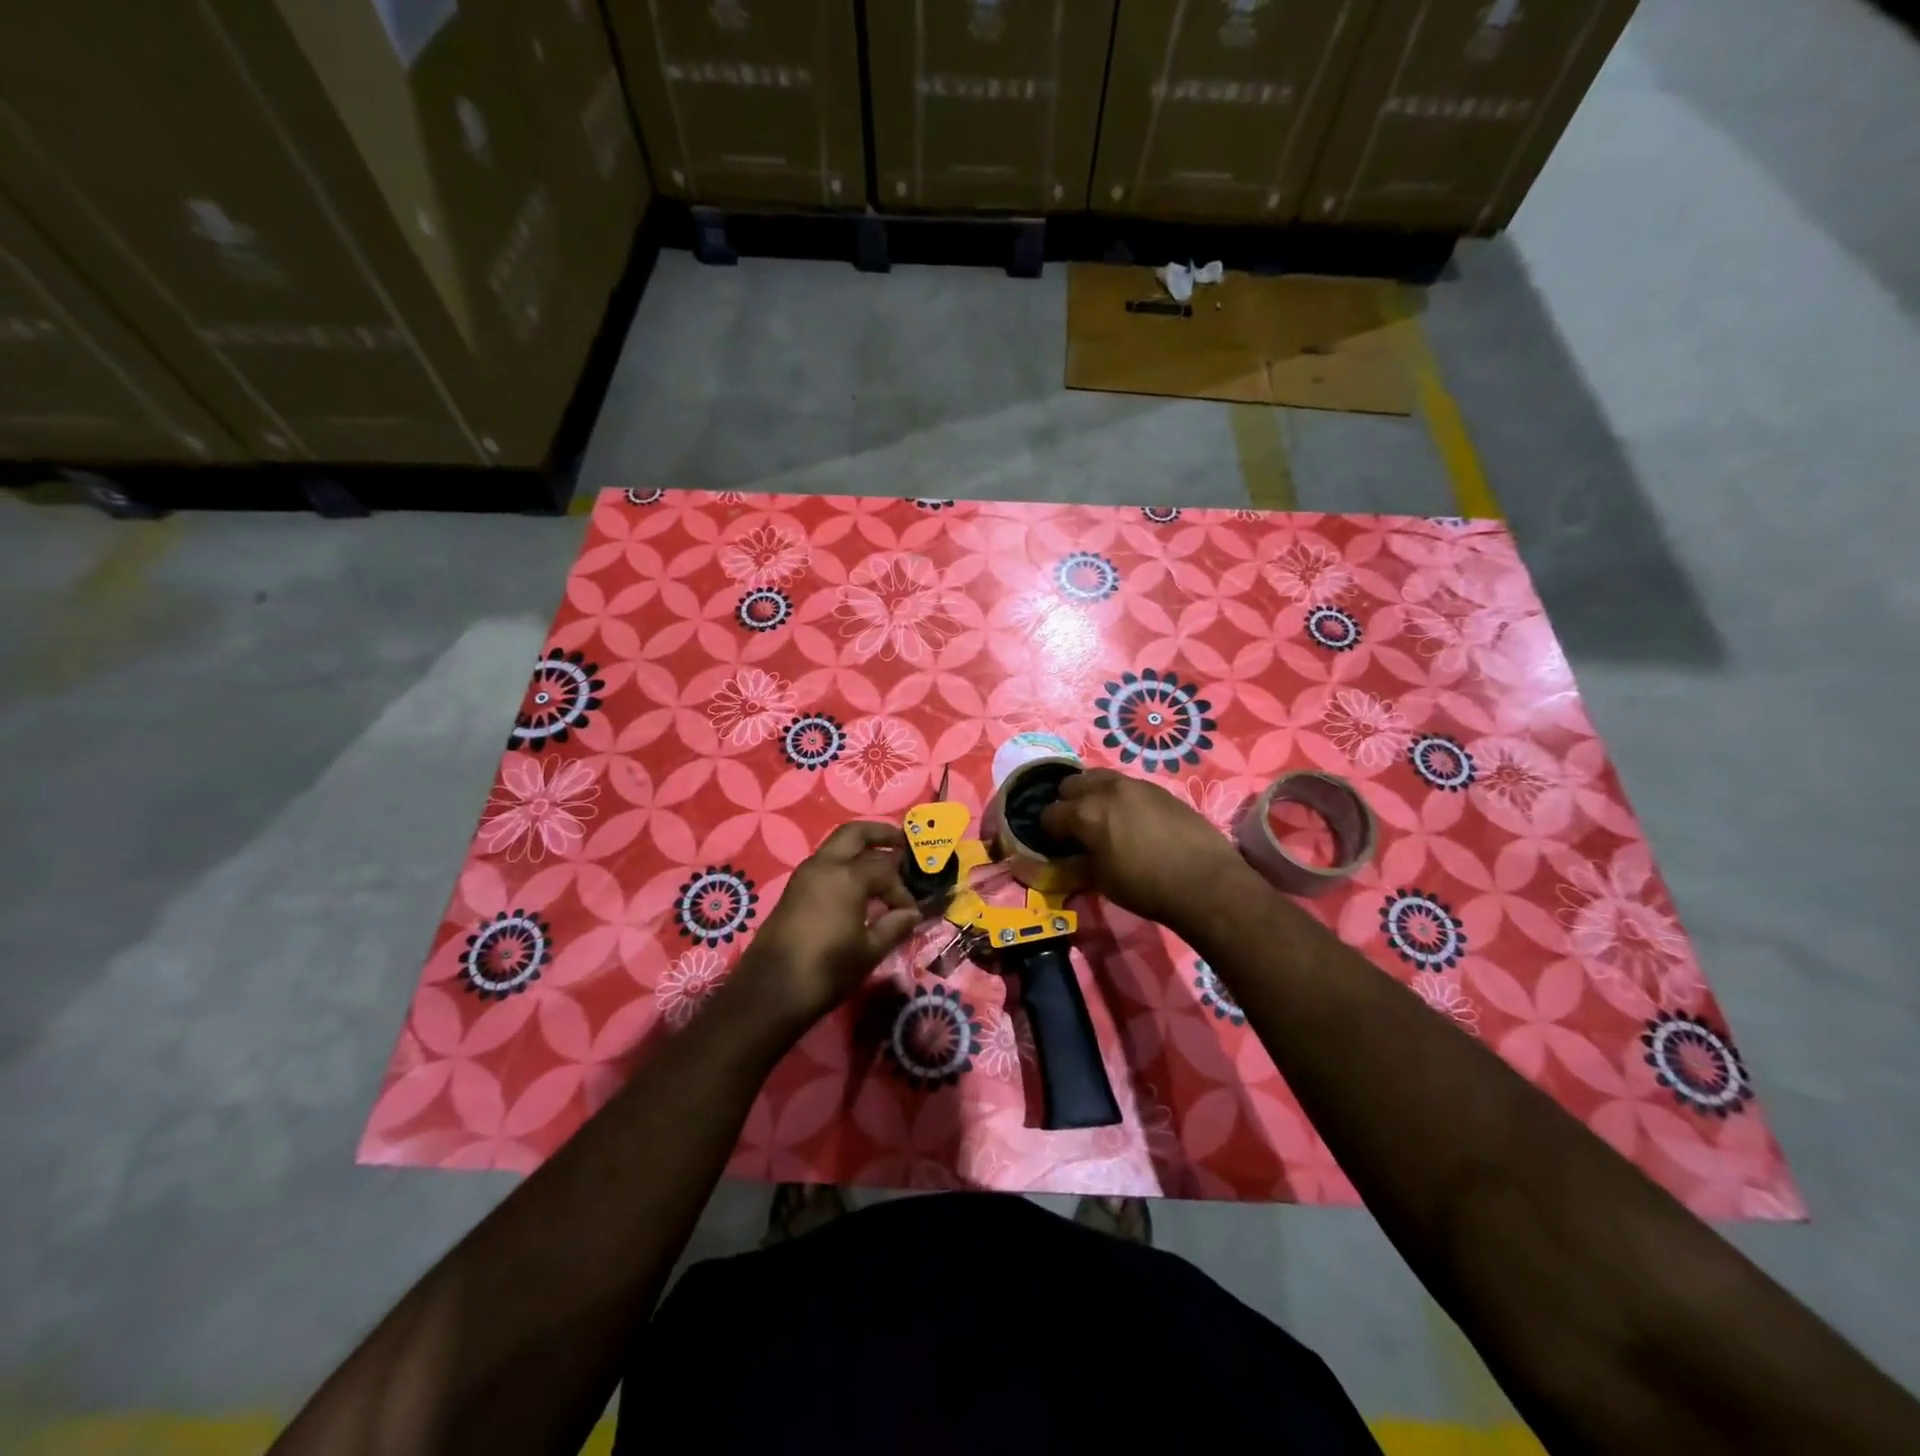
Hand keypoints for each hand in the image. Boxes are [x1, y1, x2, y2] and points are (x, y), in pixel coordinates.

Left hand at [726, 822, 920, 1033]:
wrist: (770, 992)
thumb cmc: (826, 970)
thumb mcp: (869, 951)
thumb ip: (894, 926)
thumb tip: (911, 913)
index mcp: (846, 876)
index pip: (885, 870)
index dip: (902, 889)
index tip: (910, 912)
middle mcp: (823, 865)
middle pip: (854, 833)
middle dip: (880, 834)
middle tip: (902, 842)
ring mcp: (804, 875)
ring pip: (836, 846)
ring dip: (859, 849)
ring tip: (881, 865)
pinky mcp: (793, 890)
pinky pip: (824, 864)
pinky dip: (843, 865)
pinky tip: (856, 887)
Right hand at [1040, 769, 1258, 931]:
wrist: (1205, 881)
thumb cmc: (1145, 886)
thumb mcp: (1101, 880)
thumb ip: (1076, 863)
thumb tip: (1063, 858)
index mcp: (1086, 812)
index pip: (1050, 813)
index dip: (1048, 831)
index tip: (1055, 844)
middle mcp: (1107, 789)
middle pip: (1072, 784)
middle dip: (1067, 803)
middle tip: (1076, 827)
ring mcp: (1137, 785)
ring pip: (1101, 778)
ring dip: (1094, 794)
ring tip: (1103, 818)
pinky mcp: (1160, 789)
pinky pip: (1128, 786)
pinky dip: (1120, 797)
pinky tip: (1132, 820)